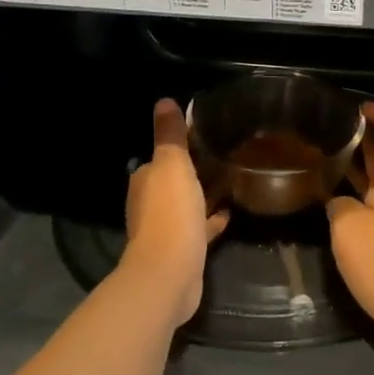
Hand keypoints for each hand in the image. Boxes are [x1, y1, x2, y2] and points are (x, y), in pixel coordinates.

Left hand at [123, 99, 229, 327]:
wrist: (169, 273)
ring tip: (228, 181)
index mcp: (145, 181)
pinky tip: (229, 213)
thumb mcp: (172, 165)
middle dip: (191, 171)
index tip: (202, 137)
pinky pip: (199, 229)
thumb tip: (164, 101)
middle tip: (220, 157)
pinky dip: (210, 220)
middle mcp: (149, 204)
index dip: (178, 147)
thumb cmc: (170, 212)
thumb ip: (170, 135)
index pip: (159, 158)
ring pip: (185, 206)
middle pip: (172, 182)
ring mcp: (165, 230)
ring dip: (201, 196)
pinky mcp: (182, 251)